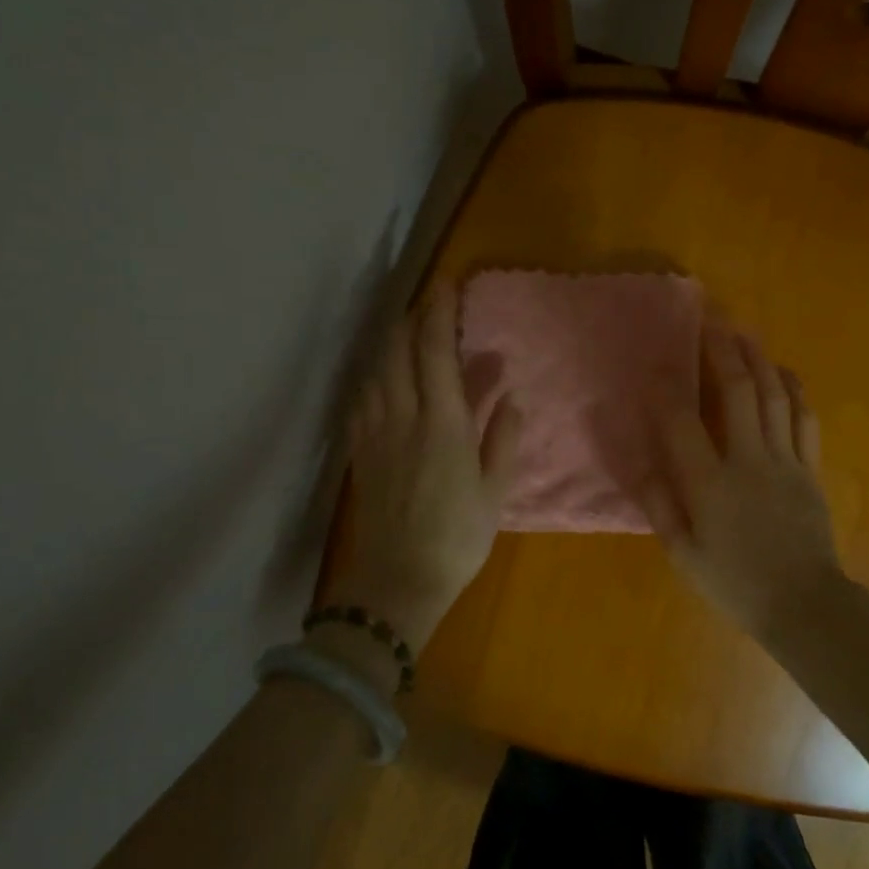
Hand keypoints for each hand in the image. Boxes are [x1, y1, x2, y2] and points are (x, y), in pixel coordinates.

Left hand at [327, 281, 520, 651]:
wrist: (397, 582)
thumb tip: (508, 396)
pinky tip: (380, 378)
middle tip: (425, 302)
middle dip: (409, 319)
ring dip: (389, 343)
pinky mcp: (360, 452)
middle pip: (397, 352)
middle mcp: (403, 418)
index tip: (445, 285)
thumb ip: (501, 438)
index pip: (435, 353)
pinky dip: (373, 376)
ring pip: (375, 371)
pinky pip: (361, 399)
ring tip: (404, 331)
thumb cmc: (457, 538)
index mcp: (442, 424)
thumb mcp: (494, 491)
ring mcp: (375, 433)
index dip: (438, 314)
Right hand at [639, 326, 850, 638]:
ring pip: (773, 396)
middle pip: (737, 392)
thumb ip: (661, 506)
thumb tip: (643, 463)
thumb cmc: (736, 583)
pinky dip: (794, 390)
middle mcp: (748, 460)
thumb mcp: (684, 555)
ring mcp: (785, 460)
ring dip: (758, 359)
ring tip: (744, 331)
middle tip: (710, 319)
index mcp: (711, 485)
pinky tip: (784, 371)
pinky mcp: (809, 468)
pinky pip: (804, 419)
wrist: (803, 604)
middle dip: (722, 351)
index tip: (654, 366)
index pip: (682, 424)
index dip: (665, 391)